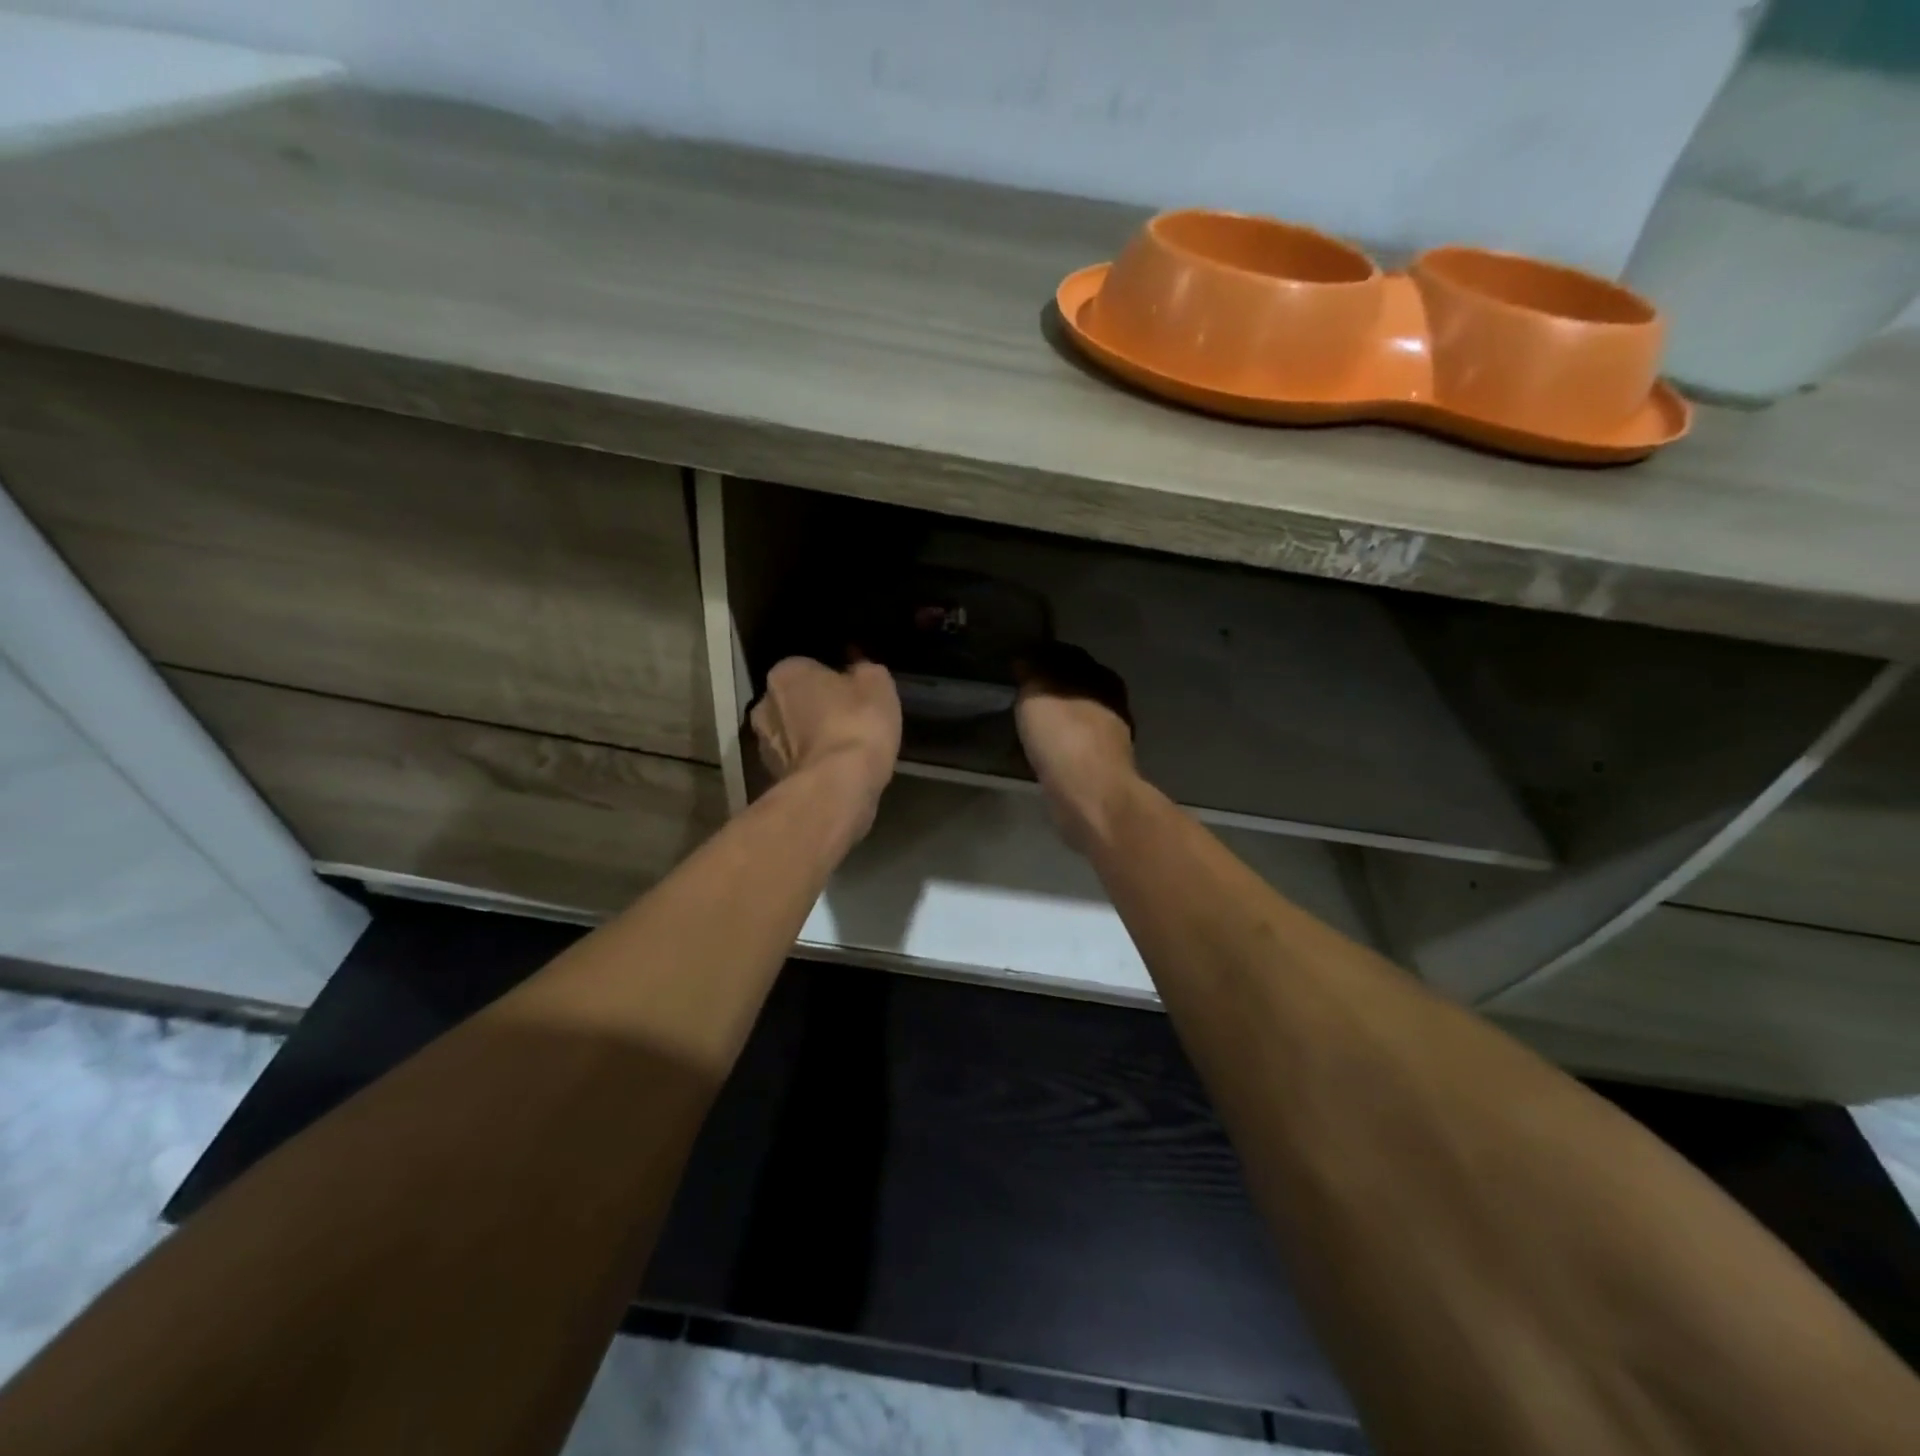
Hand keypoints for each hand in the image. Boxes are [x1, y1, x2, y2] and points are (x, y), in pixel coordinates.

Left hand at [751, 656, 901, 830]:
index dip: (834, 680)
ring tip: (844, 751)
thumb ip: (864, 670)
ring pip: (793, 734)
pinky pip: (798, 762)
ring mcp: (764, 744)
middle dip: (816, 708)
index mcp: (786, 673)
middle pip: (795, 701)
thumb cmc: (856, 724)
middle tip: (849, 721)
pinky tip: (836, 772)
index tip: (854, 694)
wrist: (837, 786)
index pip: (809, 668)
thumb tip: (857, 667)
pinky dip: (813, 764)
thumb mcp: (877, 684)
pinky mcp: (772, 777)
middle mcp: (764, 704)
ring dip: (812, 739)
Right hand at [1014, 644, 1139, 854]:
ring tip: (1025, 724)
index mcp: (1102, 678)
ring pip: (1075, 720)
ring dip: (1055, 721)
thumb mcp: (1038, 693)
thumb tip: (1025, 660)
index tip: (1018, 664)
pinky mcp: (1100, 771)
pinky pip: (1071, 749)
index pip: (1070, 657)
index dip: (1043, 657)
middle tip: (1019, 694)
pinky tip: (1038, 752)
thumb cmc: (1065, 736)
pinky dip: (1056, 747)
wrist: (1090, 796)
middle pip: (1076, 690)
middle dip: (1051, 690)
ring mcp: (1110, 741)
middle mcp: (1112, 706)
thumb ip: (1031, 673)